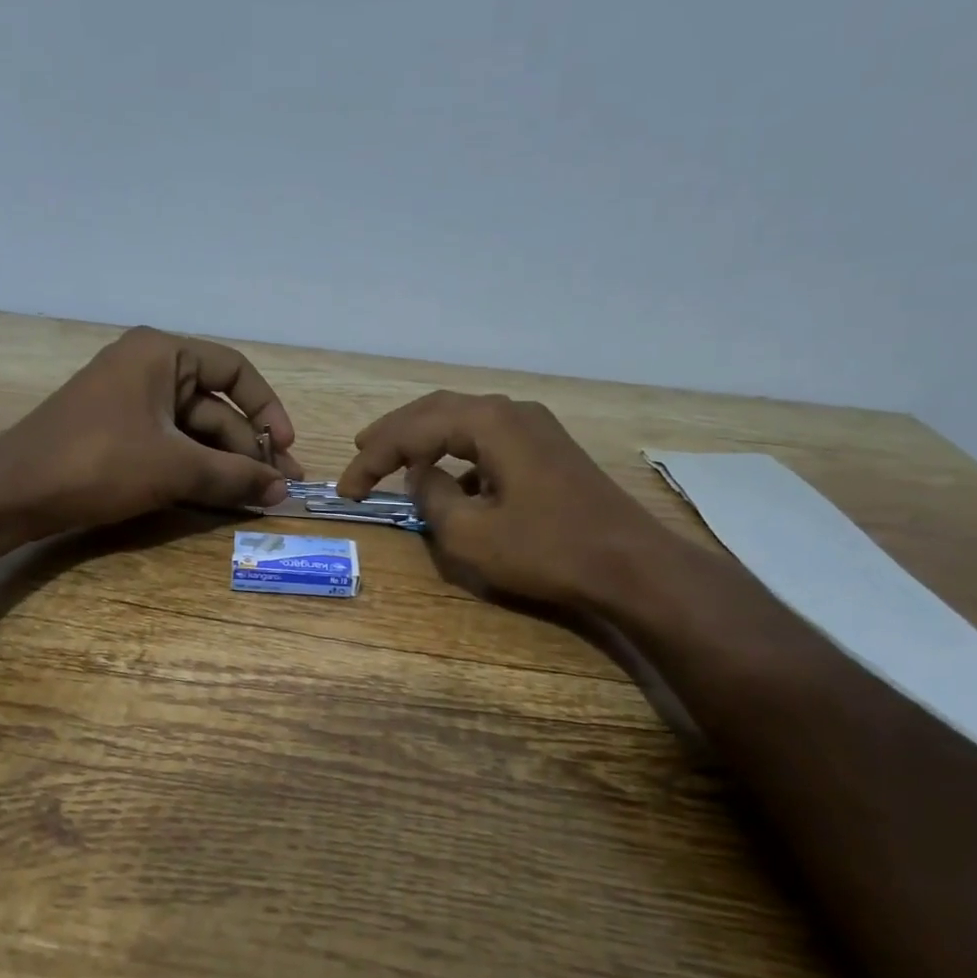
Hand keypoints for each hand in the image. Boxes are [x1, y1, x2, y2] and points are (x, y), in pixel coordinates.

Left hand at [0, 327, 304, 531]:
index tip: (285, 448)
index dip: (267, 409)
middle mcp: (149, 369)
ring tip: (258, 498)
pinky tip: (222, 496)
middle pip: (217, 406)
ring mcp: (132, 404)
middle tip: (279, 488)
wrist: (15, 492)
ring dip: (226, 464)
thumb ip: (234, 476)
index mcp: (162, 354)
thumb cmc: (99, 462)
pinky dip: (197, 470)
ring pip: (195, 432)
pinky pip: (171, 447)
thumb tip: (283, 491)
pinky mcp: (120, 435)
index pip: (235, 370)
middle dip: (249, 448)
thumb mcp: (174, 467)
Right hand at [338, 391, 678, 606]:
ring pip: (465, 422)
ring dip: (426, 439)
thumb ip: (433, 499)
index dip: (372, 458)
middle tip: (360, 450)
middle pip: (438, 411)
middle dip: (395, 433)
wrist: (630, 565)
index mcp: (489, 423)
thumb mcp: (471, 535)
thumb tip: (422, 477)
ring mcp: (536, 429)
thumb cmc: (546, 550)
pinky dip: (459, 456)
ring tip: (394, 458)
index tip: (346, 489)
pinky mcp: (549, 450)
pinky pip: (489, 441)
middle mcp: (512, 412)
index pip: (414, 430)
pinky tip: (450, 482)